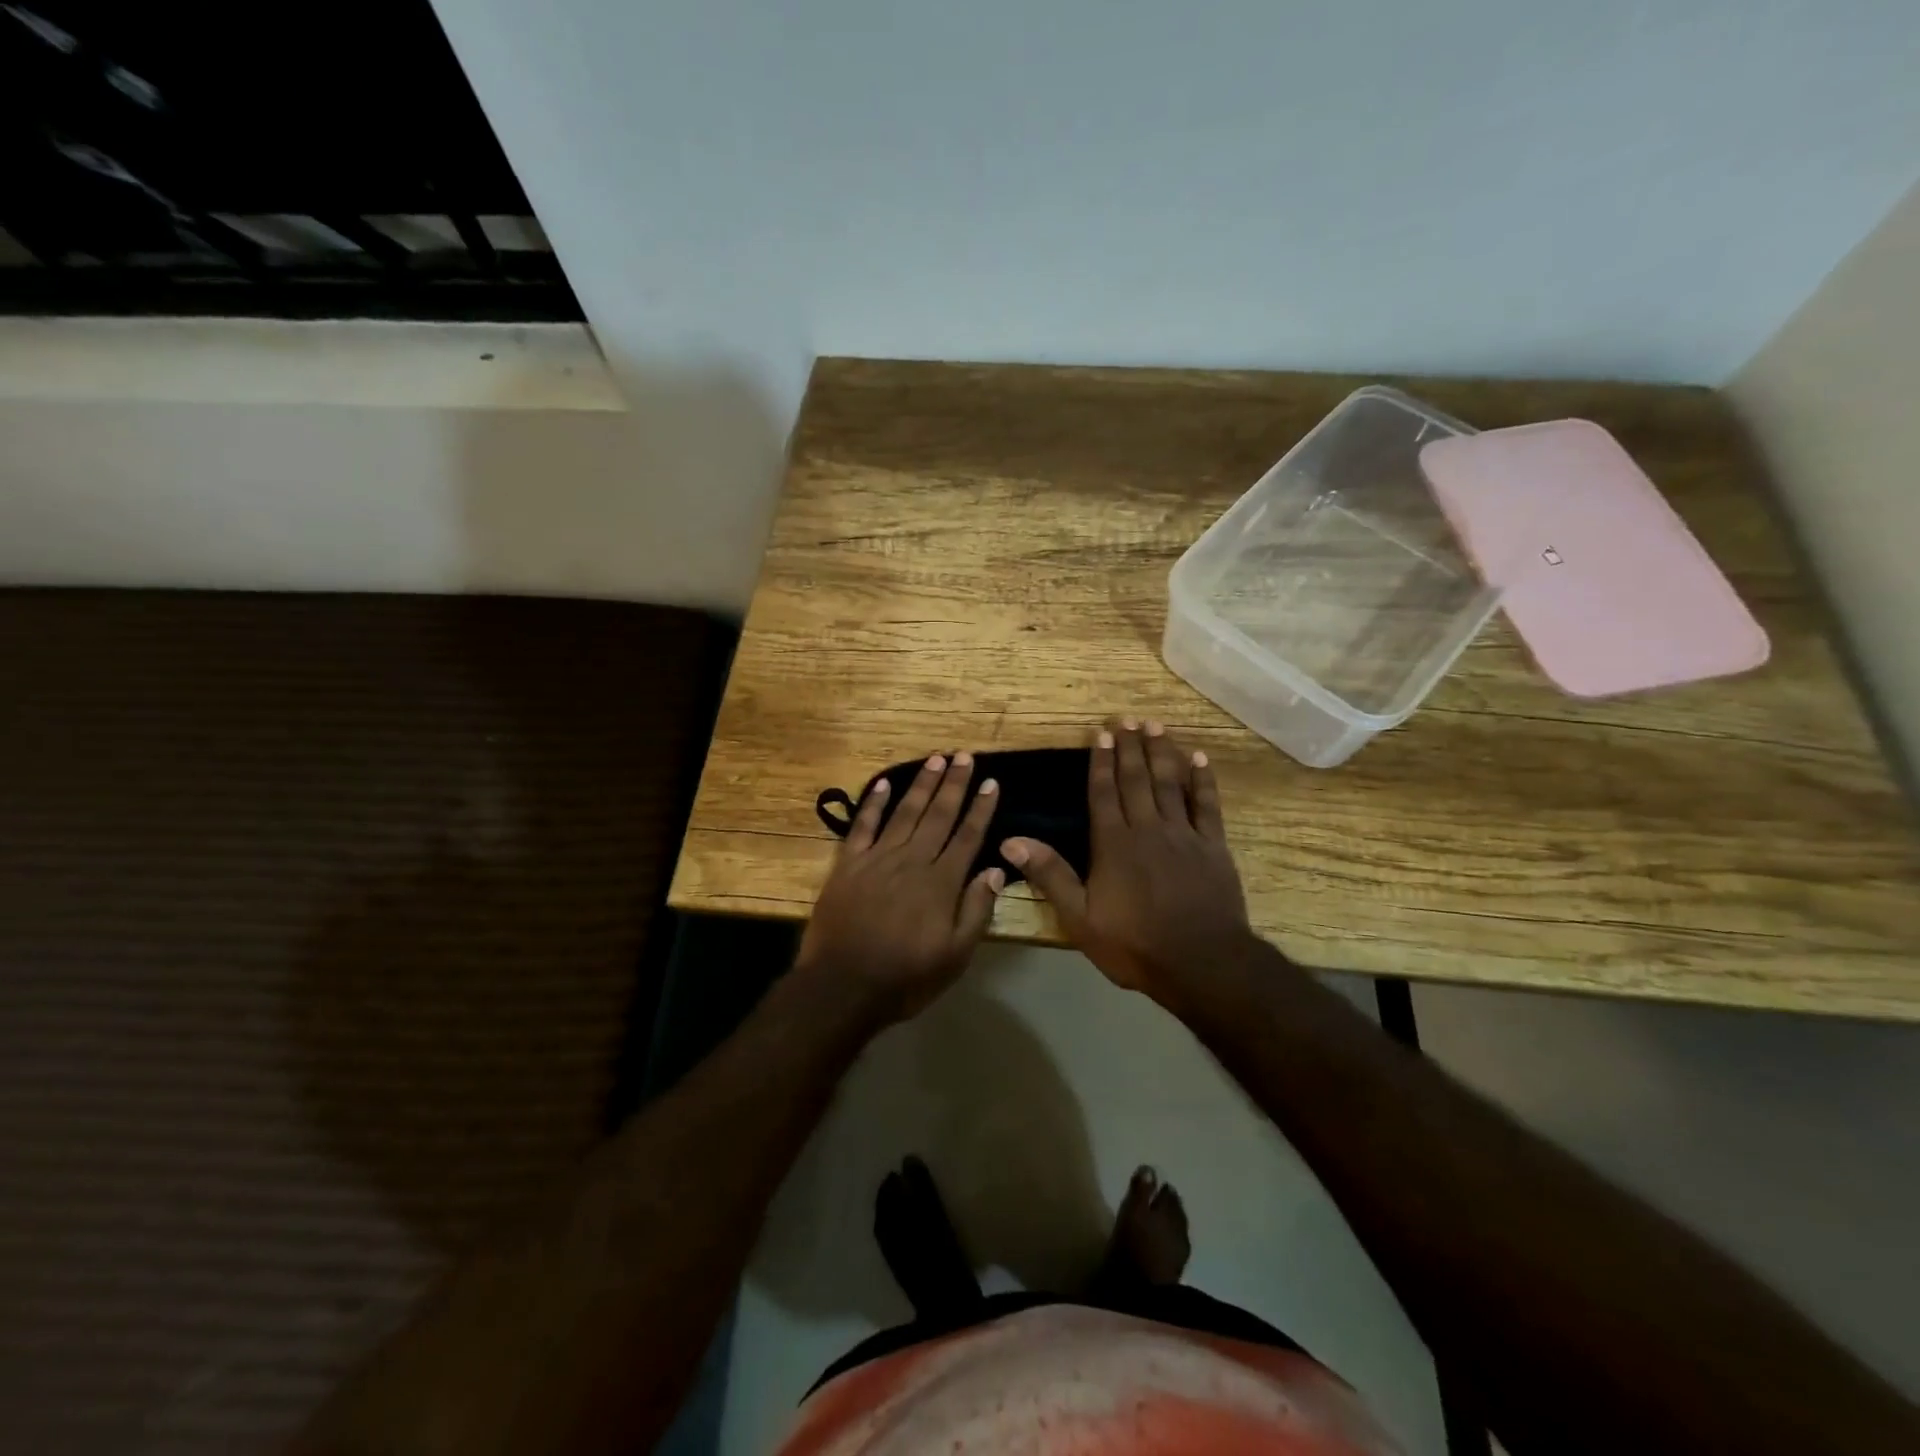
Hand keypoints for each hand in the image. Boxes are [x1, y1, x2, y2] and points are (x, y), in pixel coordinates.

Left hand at [795, 752, 1004, 1026]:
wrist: (843, 987)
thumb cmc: (905, 977)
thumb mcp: (955, 956)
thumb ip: (976, 910)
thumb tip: (995, 870)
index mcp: (941, 883)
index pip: (968, 836)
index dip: (981, 808)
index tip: (991, 782)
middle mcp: (912, 861)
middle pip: (938, 815)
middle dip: (954, 784)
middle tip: (964, 756)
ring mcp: (877, 859)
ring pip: (905, 813)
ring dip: (922, 785)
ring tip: (936, 759)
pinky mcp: (847, 864)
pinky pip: (863, 826)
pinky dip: (874, 803)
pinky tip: (884, 783)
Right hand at [1003, 721, 1251, 1002]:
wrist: (1202, 964)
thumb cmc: (1135, 944)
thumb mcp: (1080, 917)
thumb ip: (1049, 875)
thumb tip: (1010, 840)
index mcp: (1113, 843)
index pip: (1103, 792)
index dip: (1101, 761)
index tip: (1101, 733)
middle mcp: (1147, 828)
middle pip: (1136, 779)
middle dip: (1130, 747)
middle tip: (1127, 718)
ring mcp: (1183, 834)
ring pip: (1170, 783)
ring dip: (1161, 752)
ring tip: (1155, 726)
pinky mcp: (1212, 846)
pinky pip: (1207, 805)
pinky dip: (1203, 780)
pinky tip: (1199, 759)